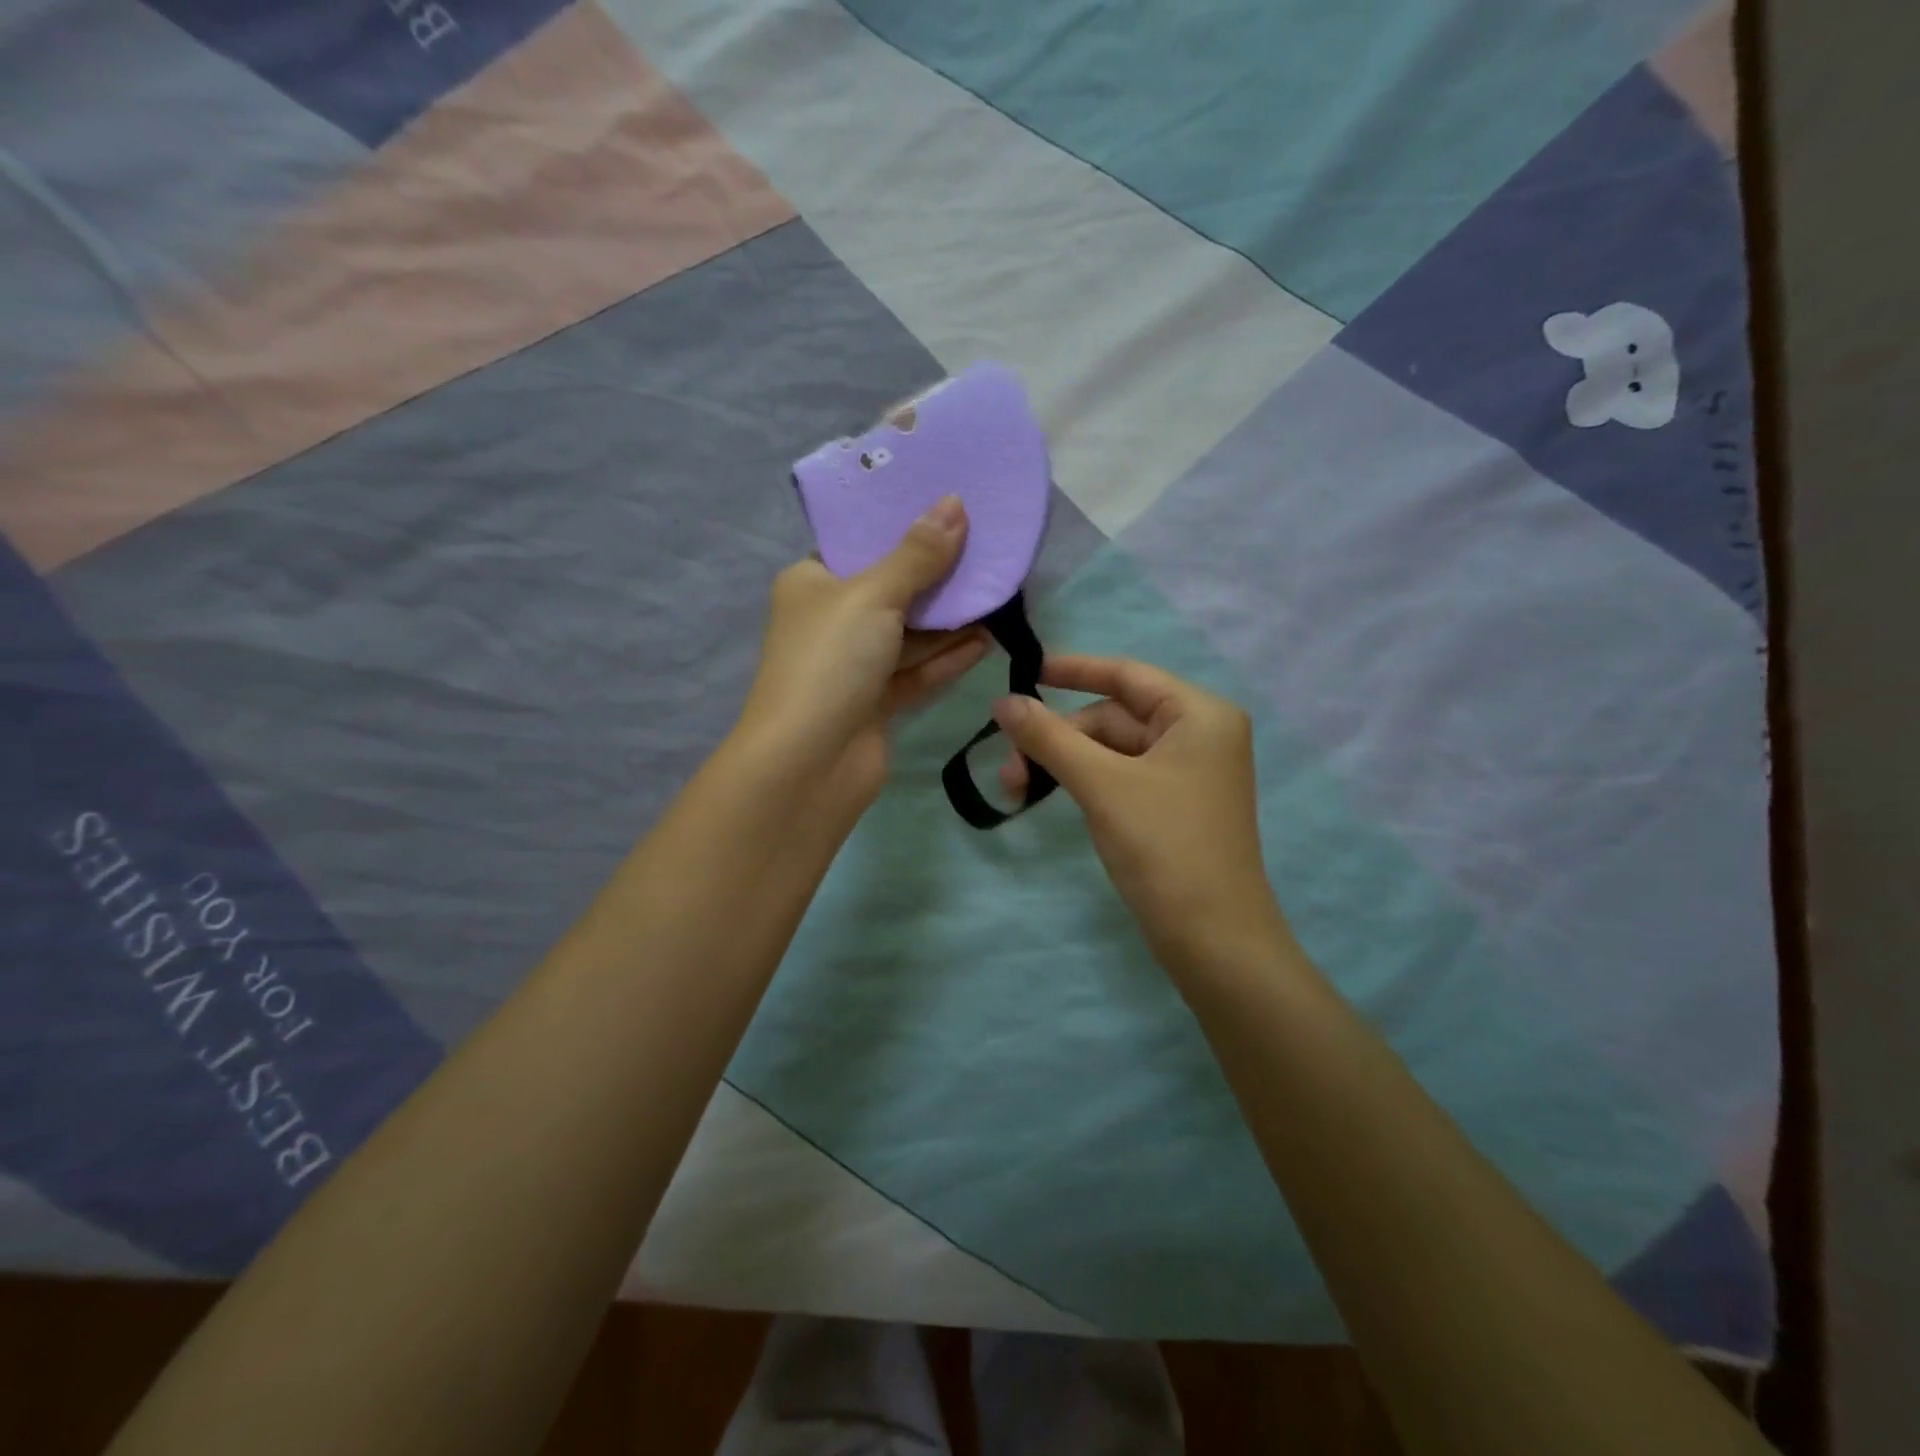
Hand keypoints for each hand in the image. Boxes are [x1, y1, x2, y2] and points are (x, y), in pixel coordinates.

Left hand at [739, 496, 990, 809]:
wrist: (808, 763)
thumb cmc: (831, 660)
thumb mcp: (873, 595)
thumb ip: (918, 555)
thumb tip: (955, 504)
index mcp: (812, 583)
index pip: (859, 544)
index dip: (901, 527)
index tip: (949, 508)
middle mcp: (830, 621)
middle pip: (891, 589)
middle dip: (936, 577)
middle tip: (987, 552)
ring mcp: (853, 666)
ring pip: (908, 634)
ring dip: (950, 621)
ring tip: (998, 596)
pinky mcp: (875, 703)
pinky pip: (916, 672)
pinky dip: (946, 658)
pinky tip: (985, 641)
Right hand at [992, 655, 1292, 973]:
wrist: (1214, 941)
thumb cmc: (1165, 847)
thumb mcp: (1101, 784)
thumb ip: (1049, 737)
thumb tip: (1002, 701)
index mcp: (1199, 715)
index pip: (1128, 675)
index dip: (1074, 670)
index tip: (1026, 670)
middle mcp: (1199, 736)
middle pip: (1114, 717)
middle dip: (1058, 737)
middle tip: (1009, 766)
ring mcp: (1187, 775)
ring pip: (1112, 751)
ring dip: (1064, 763)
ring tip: (1017, 789)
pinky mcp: (1173, 808)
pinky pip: (1121, 778)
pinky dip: (1085, 782)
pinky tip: (1053, 796)